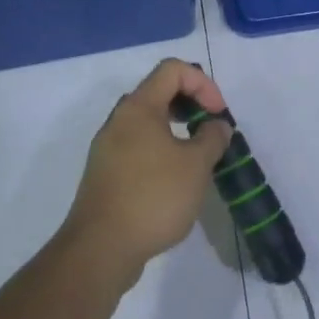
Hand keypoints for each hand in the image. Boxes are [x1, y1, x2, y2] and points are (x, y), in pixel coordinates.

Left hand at [62, 58, 233, 291]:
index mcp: (138, 108)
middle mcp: (118, 121)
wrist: (100, 249)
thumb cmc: (153, 197)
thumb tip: (216, 125)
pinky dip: (161, 151)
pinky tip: (175, 182)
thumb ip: (212, 138)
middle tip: (211, 131)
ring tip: (197, 158)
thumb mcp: (196, 165)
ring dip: (177, 130)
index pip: (172, 70)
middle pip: (158, 93)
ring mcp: (107, 149)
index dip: (202, 83)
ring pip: (147, 123)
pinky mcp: (105, 174)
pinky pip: (137, 147)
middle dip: (191, 105)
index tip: (218, 115)